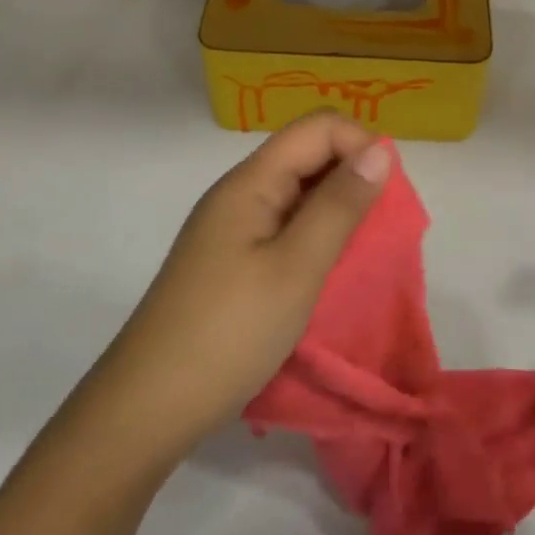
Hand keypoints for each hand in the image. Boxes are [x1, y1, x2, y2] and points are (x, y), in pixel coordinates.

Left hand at [79, 111, 391, 470]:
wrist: (148, 406)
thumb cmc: (230, 332)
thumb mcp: (296, 268)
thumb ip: (339, 205)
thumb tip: (380, 149)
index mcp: (251, 181)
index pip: (318, 127)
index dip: (360, 146)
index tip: (386, 199)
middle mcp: (240, 193)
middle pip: (307, 155)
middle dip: (352, 180)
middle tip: (378, 234)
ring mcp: (232, 228)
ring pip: (298, 194)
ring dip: (336, 213)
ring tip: (359, 257)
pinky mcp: (231, 260)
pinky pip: (284, 228)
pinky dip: (315, 239)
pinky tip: (326, 274)